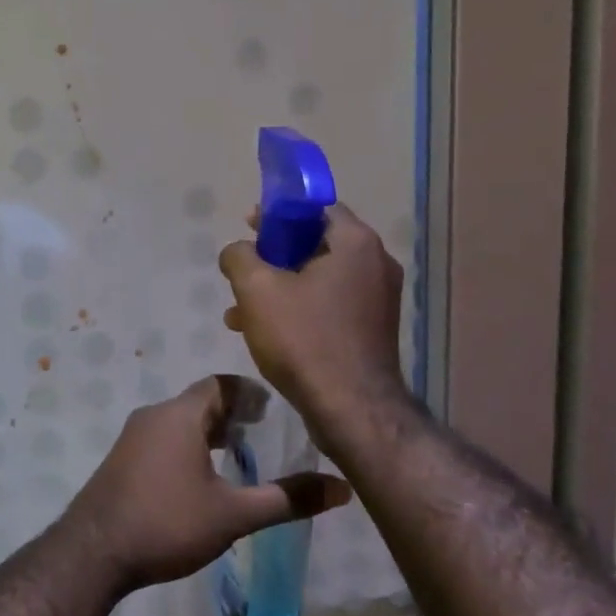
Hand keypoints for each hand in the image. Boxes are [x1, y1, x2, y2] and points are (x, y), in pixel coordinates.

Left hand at [60, 374, 350, 593]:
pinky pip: (162, 438)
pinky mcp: (121, 459)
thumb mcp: (234, 514)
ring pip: (179, 421)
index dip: (249, 392)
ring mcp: (133, 437)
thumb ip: (287, 498)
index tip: (275, 408)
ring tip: (239, 454)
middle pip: (199, 401)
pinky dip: (188, 445)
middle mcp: (153, 415)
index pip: (220, 385)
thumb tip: (342, 487)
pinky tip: (201, 477)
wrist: (94, 551)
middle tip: (264, 432)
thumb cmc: (167, 523)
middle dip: (232, 413)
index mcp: (179, 415)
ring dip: (208, 431)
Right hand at [218, 204, 412, 459]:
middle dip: (272, 257)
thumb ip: (239, 257)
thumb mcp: (256, 289)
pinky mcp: (371, 330)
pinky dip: (297, 309)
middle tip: (242, 272)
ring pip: (317, 279)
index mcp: (355, 243)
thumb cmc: (304, 338)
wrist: (351, 408)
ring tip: (240, 311)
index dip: (277, 212)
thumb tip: (238, 251)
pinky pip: (328, 305)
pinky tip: (263, 333)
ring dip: (279, 288)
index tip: (249, 227)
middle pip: (315, 244)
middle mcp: (375, 264)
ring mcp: (378, 299)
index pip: (315, 207)